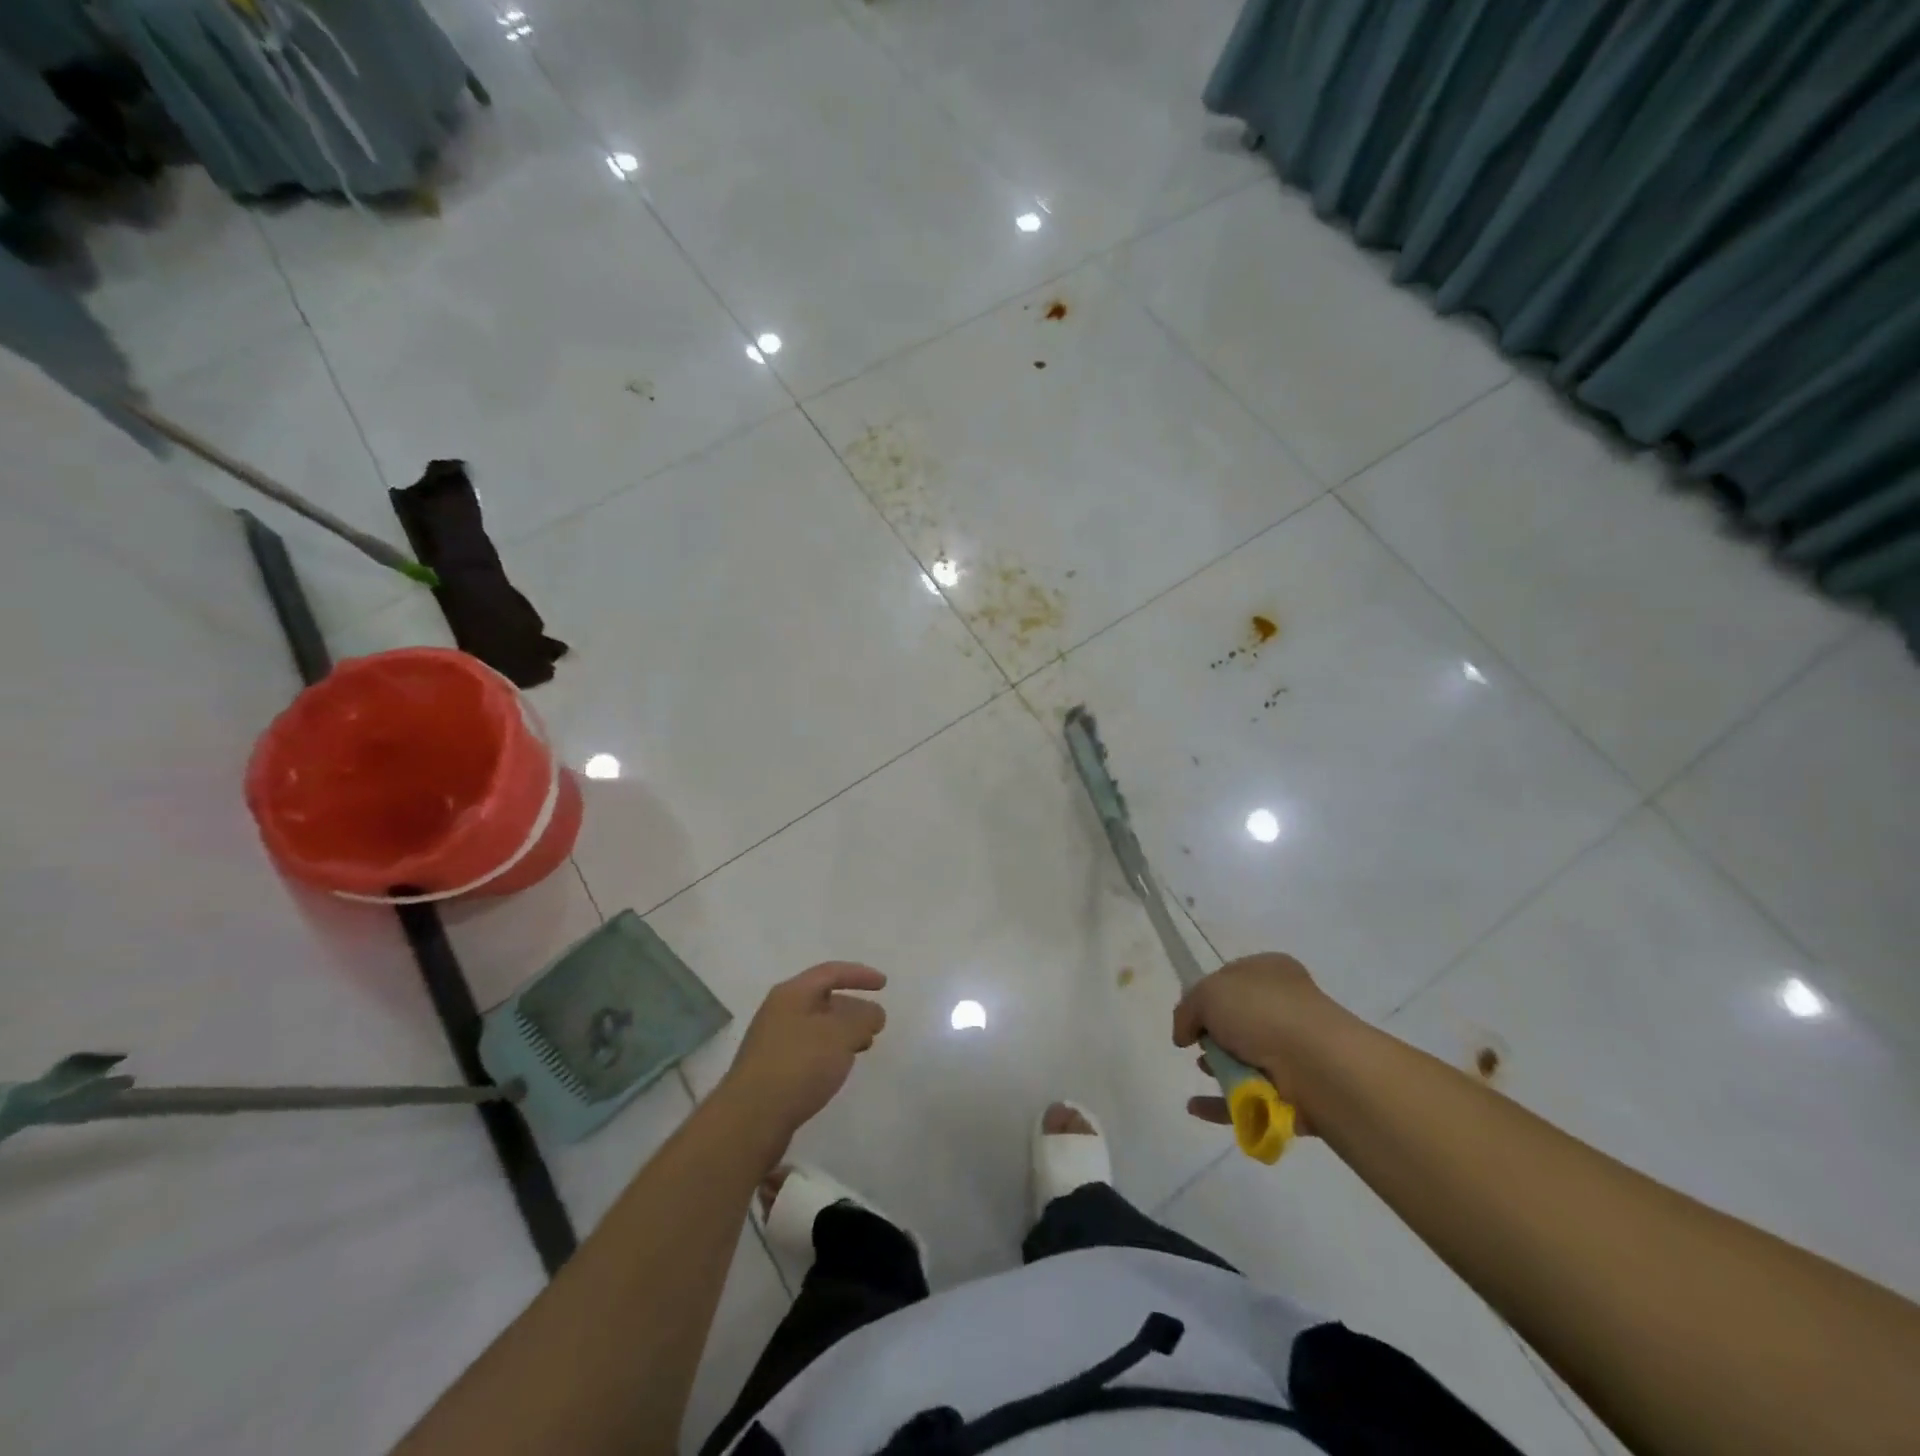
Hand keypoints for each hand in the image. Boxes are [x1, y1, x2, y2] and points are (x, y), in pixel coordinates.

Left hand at [718, 962, 886, 1150]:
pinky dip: (829, 1052)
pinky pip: (808, 1050)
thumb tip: (873, 1014)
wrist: (750, 1119)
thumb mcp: (841, 1034)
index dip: (859, 975)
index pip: (830, 972)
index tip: (884, 985)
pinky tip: (837, 1069)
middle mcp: (779, 1012)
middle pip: (822, 999)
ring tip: (863, 1046)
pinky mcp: (772, 1071)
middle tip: (876, 1023)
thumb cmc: (798, 1065)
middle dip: (853, 1007)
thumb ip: (863, 1018)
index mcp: (791, 993)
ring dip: (842, 1032)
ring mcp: (773, 1042)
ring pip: (816, 1027)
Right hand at [1172, 953, 1347, 1133]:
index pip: (1232, 979)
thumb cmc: (1262, 1013)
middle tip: (1198, 1043)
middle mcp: (1286, 1007)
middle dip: (1213, 1034)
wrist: (1317, 1065)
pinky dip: (1222, 1103)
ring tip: (1204, 1071)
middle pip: (1238, 1021)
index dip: (1207, 995)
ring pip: (1245, 1059)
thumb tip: (1184, 1034)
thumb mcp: (1208, 993)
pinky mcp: (1294, 1091)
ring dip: (1219, 1067)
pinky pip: (1249, 1097)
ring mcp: (1294, 1050)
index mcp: (1271, 972)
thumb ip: (1188, 1009)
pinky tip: (1197, 1107)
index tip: (1192, 1014)